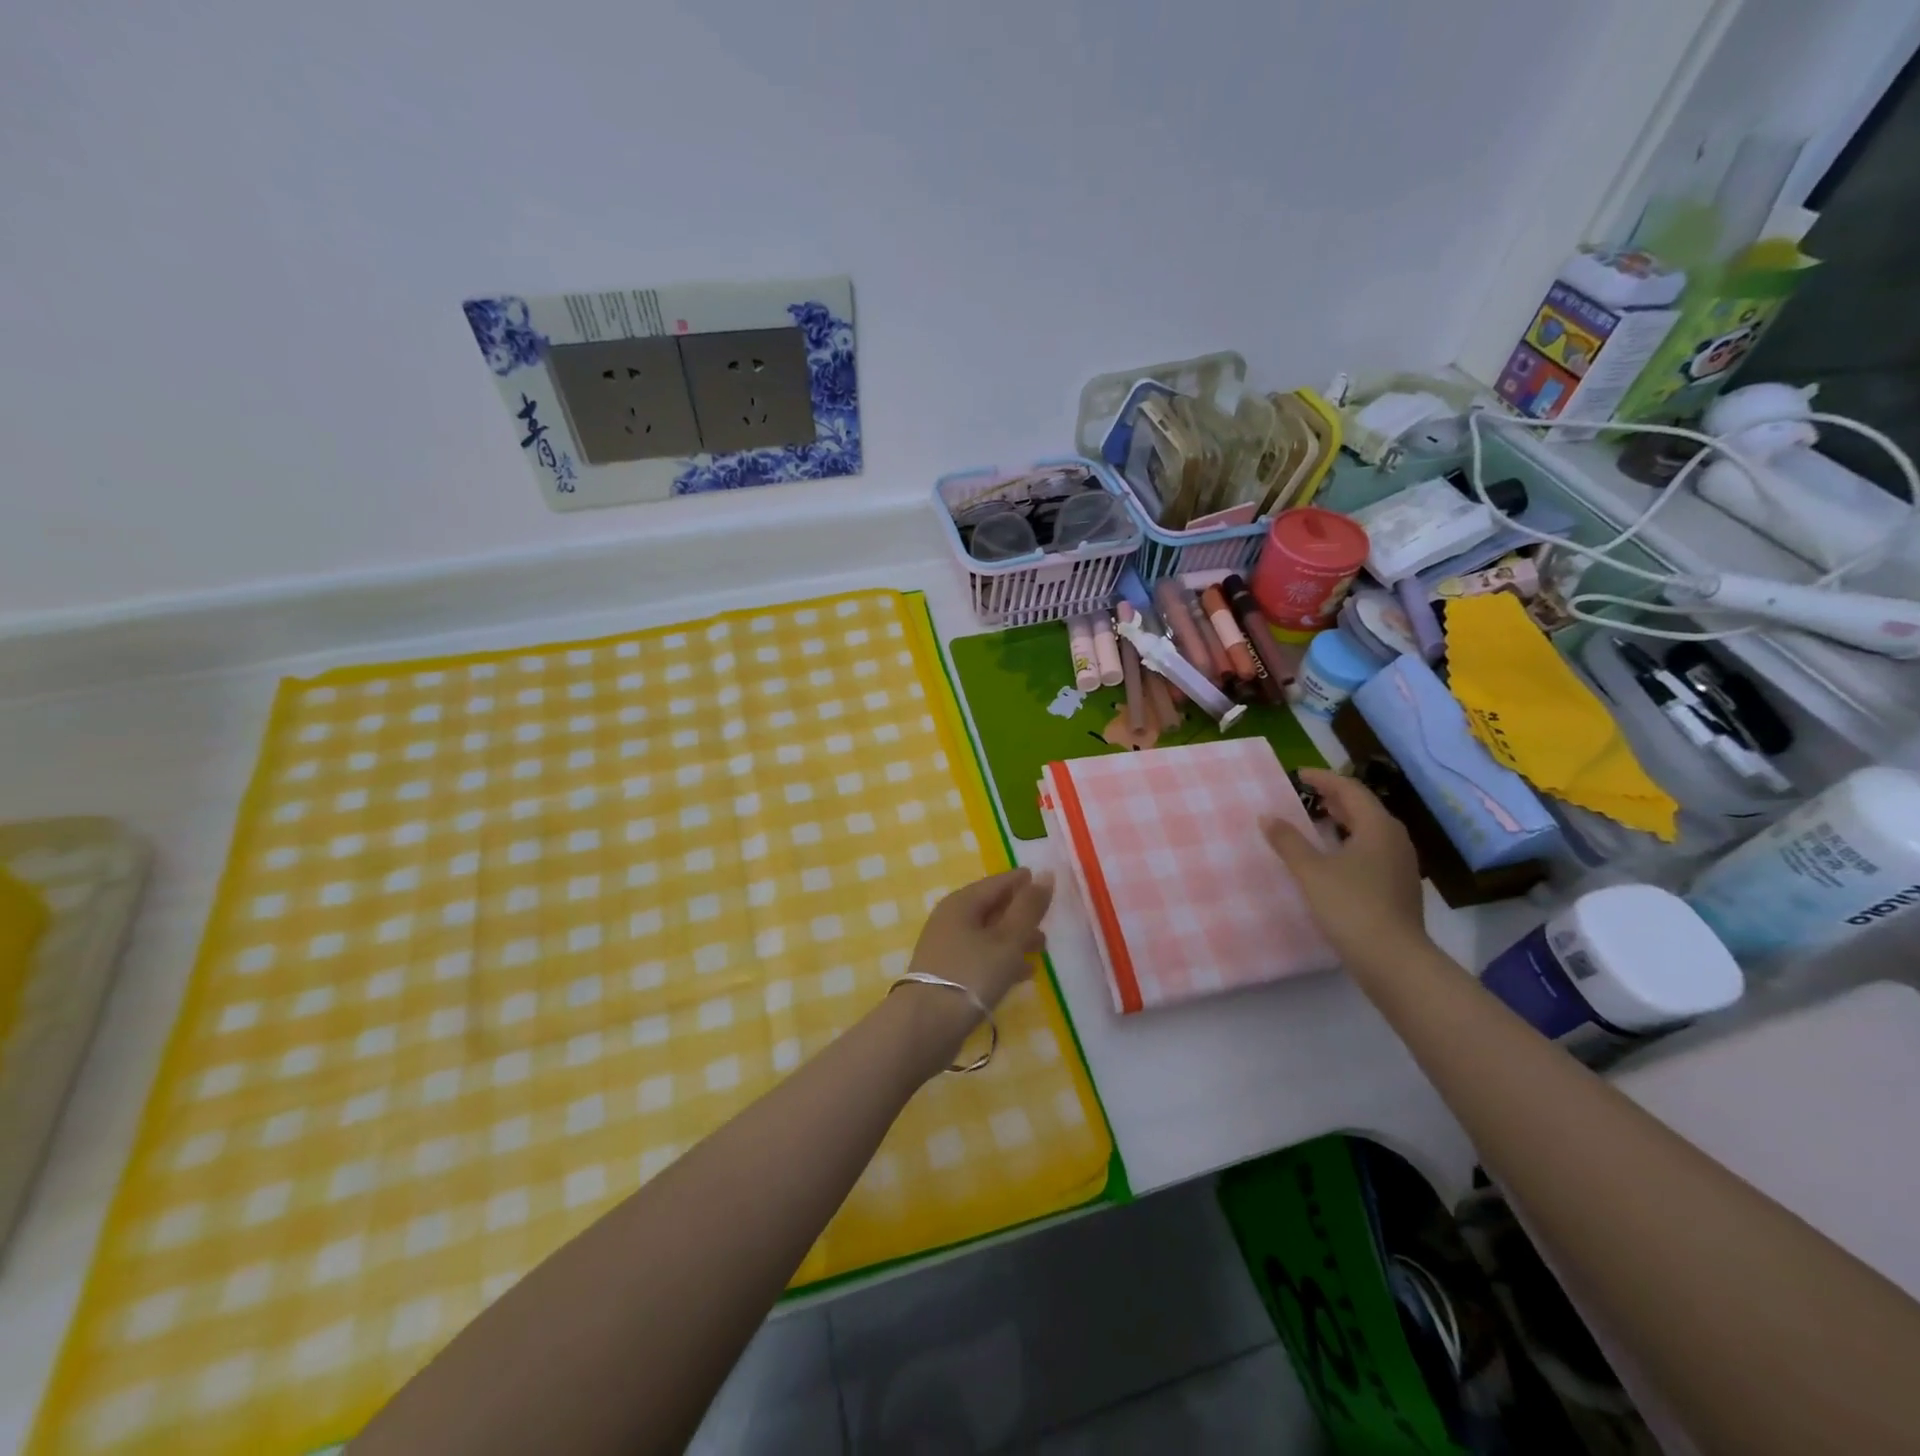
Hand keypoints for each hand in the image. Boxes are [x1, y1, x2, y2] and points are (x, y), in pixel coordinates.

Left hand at [897, 868, 1053, 1070]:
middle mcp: (951, 919)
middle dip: (1021, 913)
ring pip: (988, 934)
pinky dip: (1003, 959)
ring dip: (1015, 938)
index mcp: (962, 902)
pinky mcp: (948, 974)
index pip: (998, 882)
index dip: (1023, 881)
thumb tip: (1045, 874)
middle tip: (1049, 920)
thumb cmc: (971, 974)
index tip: (1047, 882)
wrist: (926, 1026)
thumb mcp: (1008, 939)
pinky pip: (982, 957)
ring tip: (1042, 948)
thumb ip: (1028, 907)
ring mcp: (947, 948)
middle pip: (992, 907)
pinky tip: (1024, 973)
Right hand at [1262, 768, 1428, 976]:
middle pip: (1364, 808)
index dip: (1324, 779)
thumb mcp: (1311, 871)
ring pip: (1370, 830)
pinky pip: (1373, 850)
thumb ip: (1288, 841)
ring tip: (1317, 822)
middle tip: (1307, 795)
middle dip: (1335, 798)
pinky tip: (1334, 857)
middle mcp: (1395, 839)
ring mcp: (1401, 865)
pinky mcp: (1398, 886)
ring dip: (1344, 821)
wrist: (1393, 959)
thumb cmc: (1351, 906)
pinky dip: (1351, 842)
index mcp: (1378, 827)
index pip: (1350, 790)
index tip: (1299, 774)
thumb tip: (1267, 816)